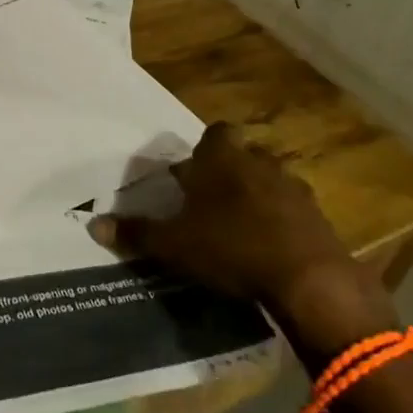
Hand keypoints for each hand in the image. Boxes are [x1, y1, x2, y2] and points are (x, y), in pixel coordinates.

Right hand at [89, 122, 399, 372]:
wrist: (309, 279)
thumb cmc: (231, 247)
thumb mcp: (174, 244)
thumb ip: (136, 233)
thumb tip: (93, 225)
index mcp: (221, 157)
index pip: (214, 133)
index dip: (203, 150)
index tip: (191, 175)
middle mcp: (258, 161)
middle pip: (243, 155)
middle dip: (229, 173)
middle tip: (211, 202)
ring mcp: (293, 187)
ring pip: (270, 180)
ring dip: (257, 196)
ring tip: (240, 227)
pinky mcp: (319, 217)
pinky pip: (293, 210)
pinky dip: (281, 222)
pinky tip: (270, 248)